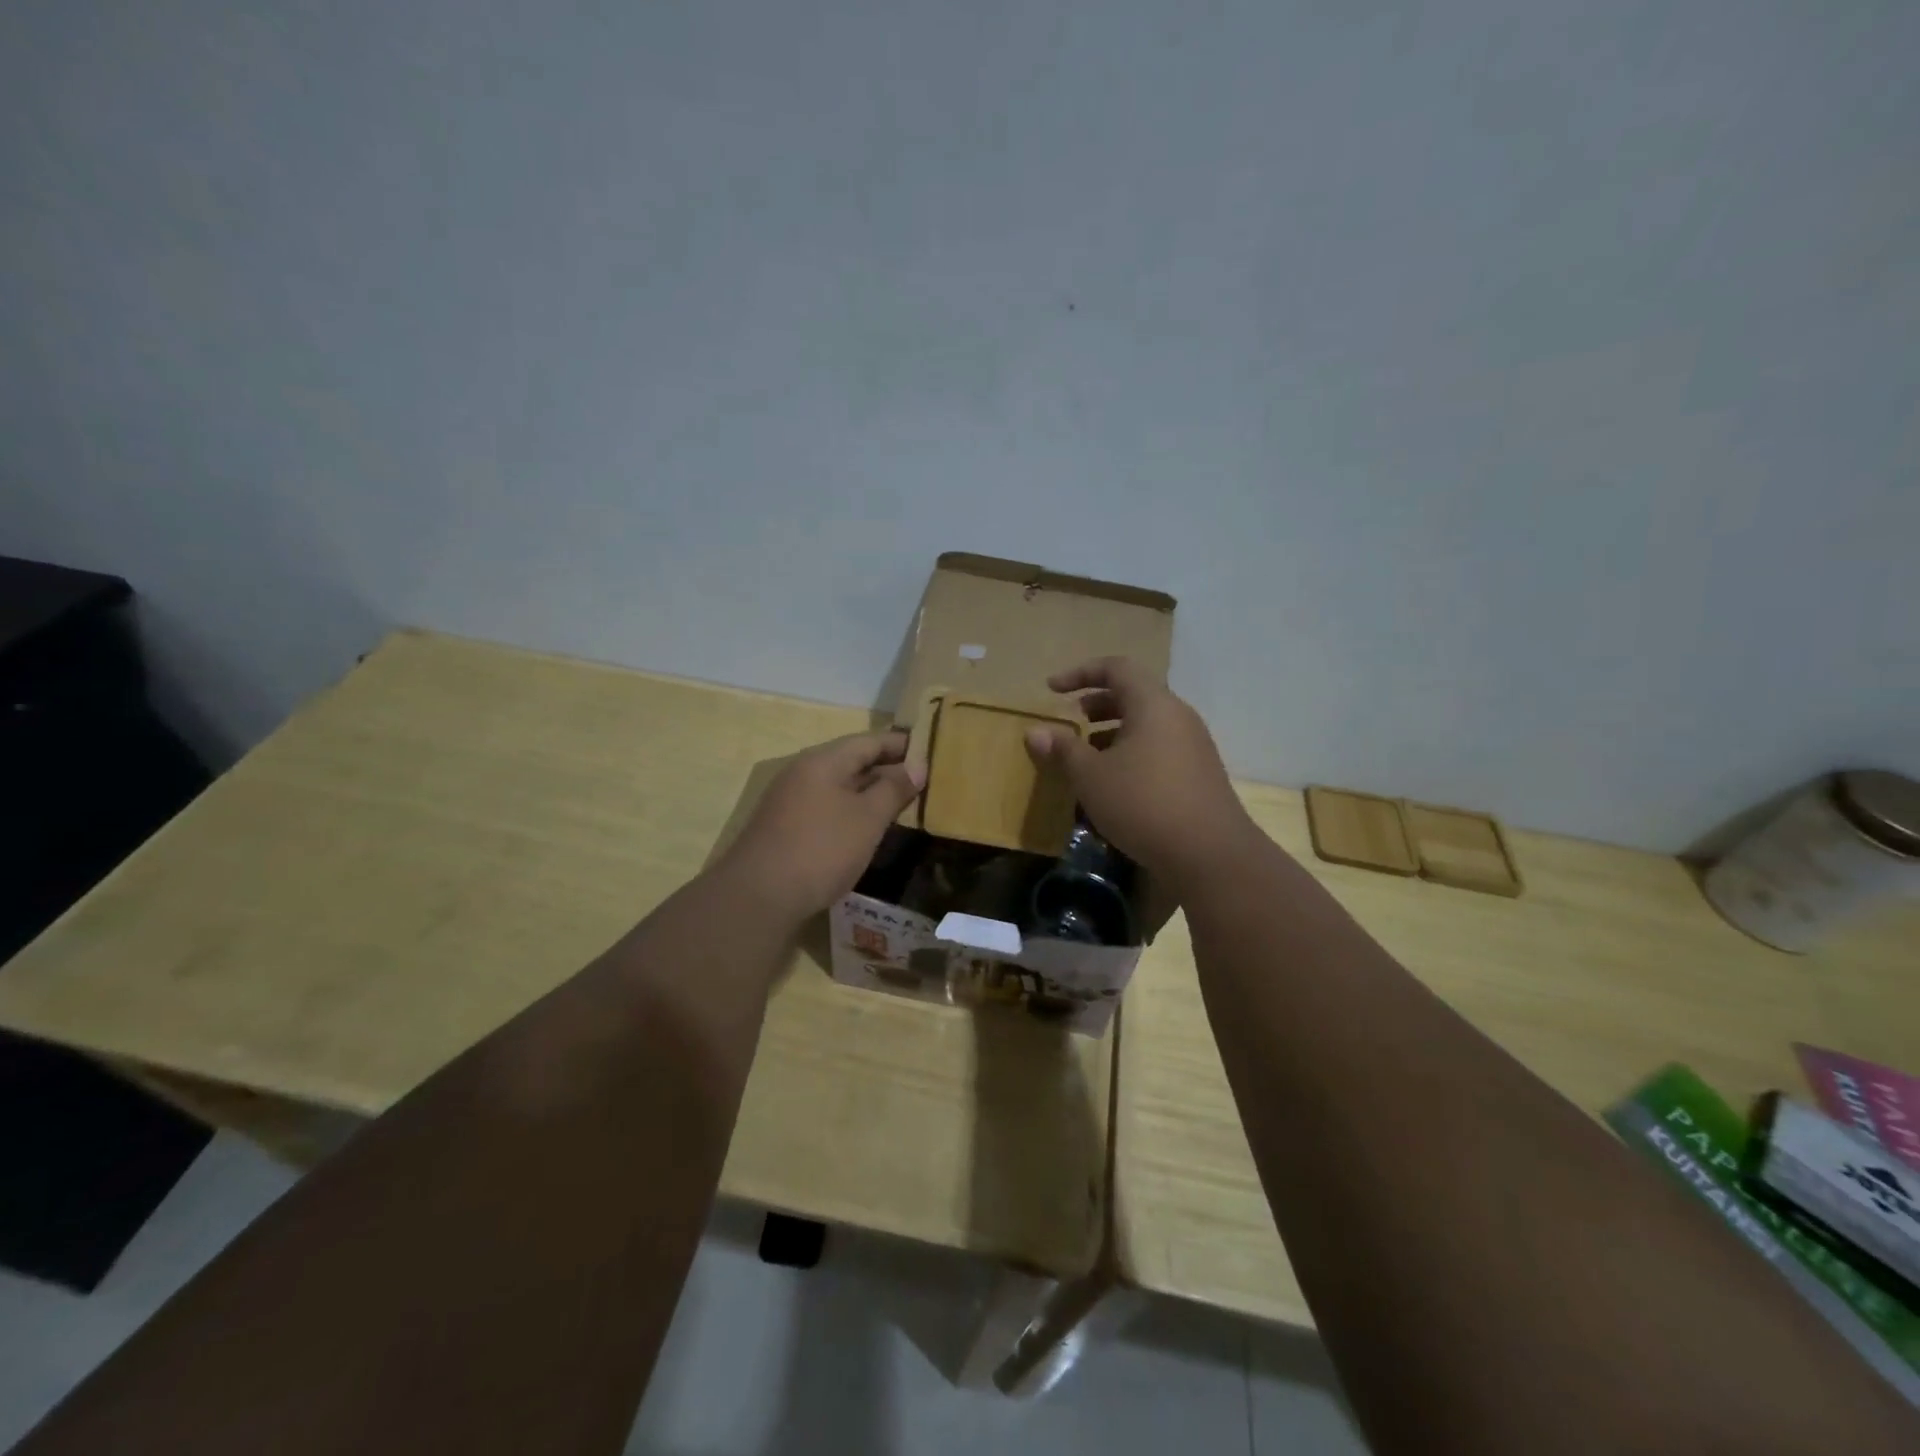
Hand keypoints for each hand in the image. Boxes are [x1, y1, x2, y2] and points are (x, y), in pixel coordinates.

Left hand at [717, 731, 925, 926]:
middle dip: (887, 768)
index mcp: (823, 761)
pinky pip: (826, 807)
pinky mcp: (784, 827)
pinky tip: (866, 828)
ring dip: (869, 791)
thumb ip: (894, 789)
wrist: (758, 897)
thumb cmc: (821, 849)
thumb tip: (917, 767)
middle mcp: (803, 772)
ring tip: (900, 803)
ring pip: (838, 786)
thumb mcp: (868, 818)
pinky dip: (851, 810)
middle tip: (922, 780)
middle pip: (852, 761)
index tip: (931, 751)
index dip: (901, 745)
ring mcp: (789, 800)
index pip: (869, 741)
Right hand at [1025, 657, 1256, 886]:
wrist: (1210, 854)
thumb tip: (1034, 732)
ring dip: (1114, 730)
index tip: (1052, 689)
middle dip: (1098, 703)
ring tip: (1088, 753)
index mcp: (1153, 704)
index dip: (1081, 673)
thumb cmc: (1143, 803)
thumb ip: (1062, 749)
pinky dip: (1132, 751)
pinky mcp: (1199, 774)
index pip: (1116, 668)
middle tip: (1072, 719)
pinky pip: (1159, 747)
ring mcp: (1194, 745)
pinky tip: (1115, 783)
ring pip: (1148, 723)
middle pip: (1135, 693)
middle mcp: (1178, 716)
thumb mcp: (1091, 776)